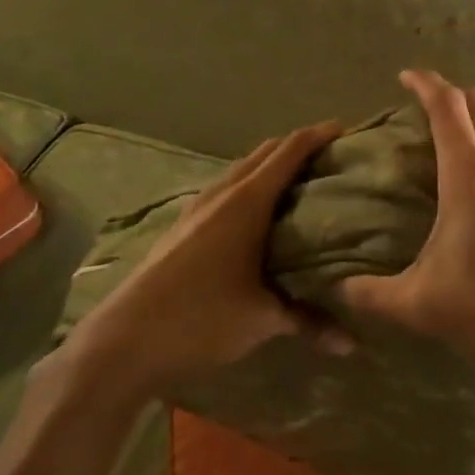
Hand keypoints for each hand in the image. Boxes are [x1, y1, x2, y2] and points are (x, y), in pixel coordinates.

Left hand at [50, 122, 349, 407]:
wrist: (121, 343)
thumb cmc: (200, 318)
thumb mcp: (262, 320)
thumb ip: (310, 321)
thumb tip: (353, 343)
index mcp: (248, 201)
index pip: (291, 150)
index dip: (320, 135)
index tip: (347, 132)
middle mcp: (224, 192)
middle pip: (267, 151)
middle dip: (300, 147)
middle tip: (332, 160)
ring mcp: (198, 206)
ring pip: (244, 169)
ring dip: (272, 166)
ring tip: (302, 184)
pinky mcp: (183, 224)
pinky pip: (227, 187)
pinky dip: (251, 185)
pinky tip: (259, 216)